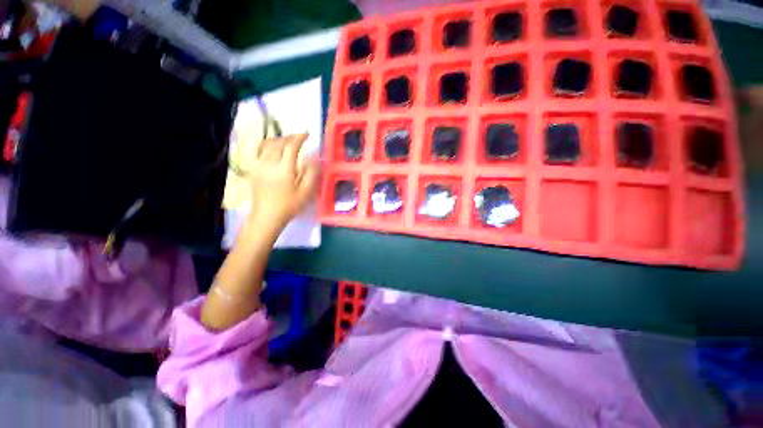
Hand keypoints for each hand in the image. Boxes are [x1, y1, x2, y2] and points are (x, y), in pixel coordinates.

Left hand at [247, 133, 319, 230]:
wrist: (267, 216)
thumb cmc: (290, 205)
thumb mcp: (306, 192)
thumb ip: (311, 172)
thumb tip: (315, 156)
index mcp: (284, 170)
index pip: (291, 147)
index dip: (299, 138)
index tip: (307, 135)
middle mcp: (269, 164)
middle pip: (279, 143)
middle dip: (290, 137)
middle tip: (300, 138)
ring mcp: (259, 165)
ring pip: (268, 145)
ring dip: (279, 139)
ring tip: (288, 141)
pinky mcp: (253, 169)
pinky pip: (258, 150)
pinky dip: (266, 144)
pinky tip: (272, 146)